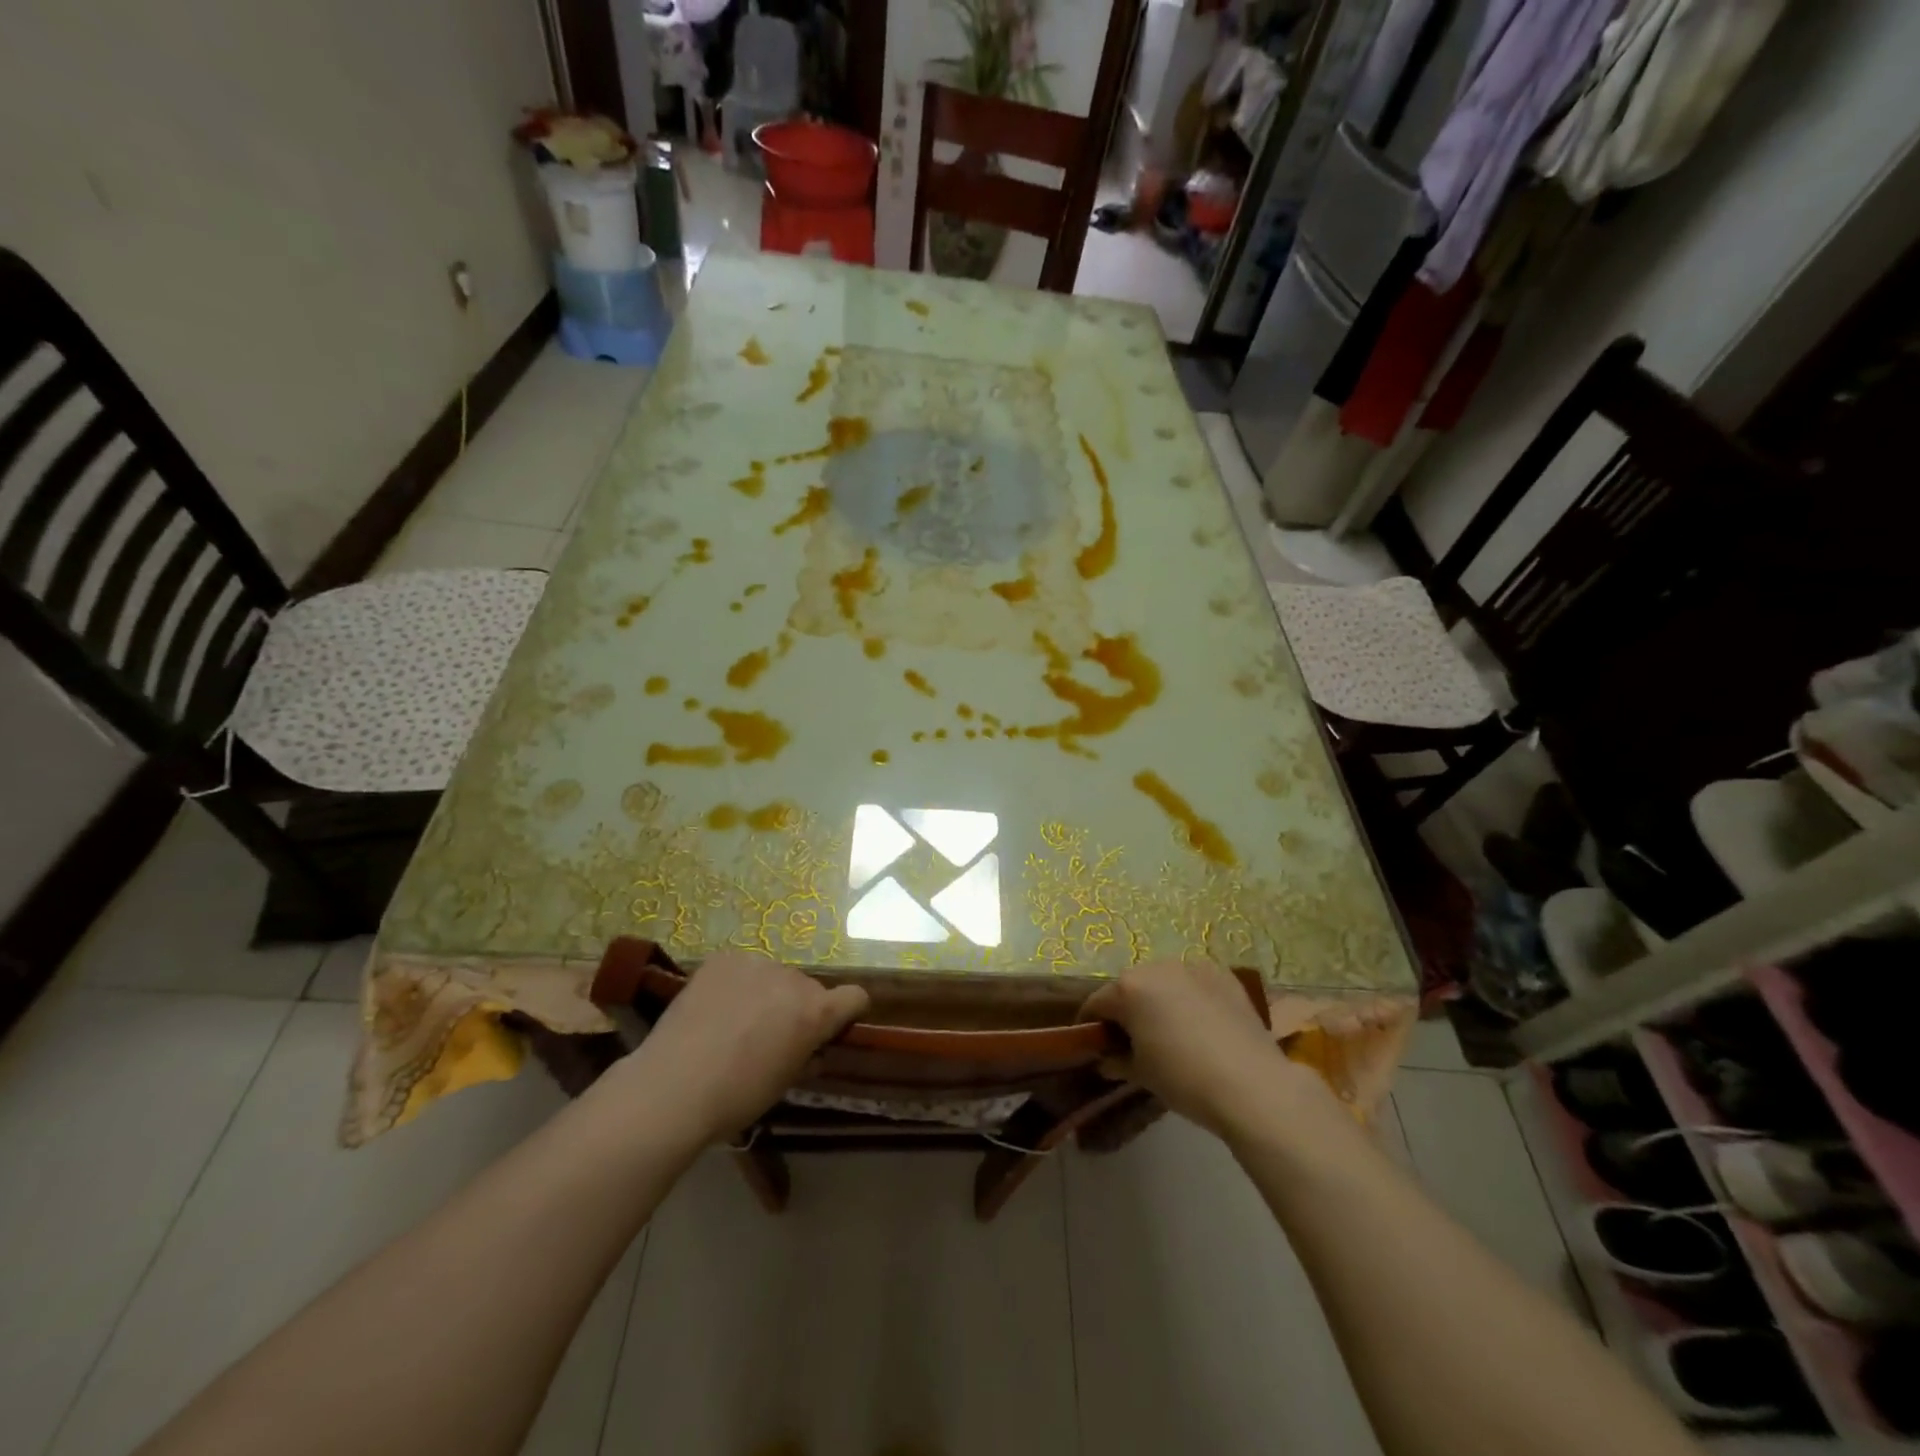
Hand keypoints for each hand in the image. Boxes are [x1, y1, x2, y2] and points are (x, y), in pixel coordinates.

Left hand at [617, 952, 868, 1143]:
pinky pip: (742, 968)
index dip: (847, 1013)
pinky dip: (736, 983)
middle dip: (795, 1007)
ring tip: (735, 1022)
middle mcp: (794, 979)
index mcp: (816, 1011)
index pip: (855, 997)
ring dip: (766, 993)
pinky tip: (714, 1007)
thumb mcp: (785, 1083)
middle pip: (807, 988)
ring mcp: (757, 963)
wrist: (673, 1087)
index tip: (830, 1029)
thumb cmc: (736, 1097)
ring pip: (773, 976)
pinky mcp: (724, 958)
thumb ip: (807, 1056)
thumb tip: (813, 1048)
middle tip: (768, 1036)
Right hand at [1079, 959, 1324, 1139]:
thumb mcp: (1141, 1074)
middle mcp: (1157, 967)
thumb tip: (1107, 1060)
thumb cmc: (1183, 1079)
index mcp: (1128, 987)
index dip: (1092, 1025)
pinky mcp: (1224, 975)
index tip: (1096, 1046)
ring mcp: (1193, 967)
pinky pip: (1195, 983)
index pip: (1097, 1003)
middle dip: (1128, 1010)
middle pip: (1131, 987)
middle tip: (1135, 1041)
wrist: (1252, 1085)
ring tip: (1172, 1032)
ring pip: (1164, 981)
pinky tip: (1203, 1025)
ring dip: (1160, 1000)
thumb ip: (1117, 1061)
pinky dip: (1191, 998)